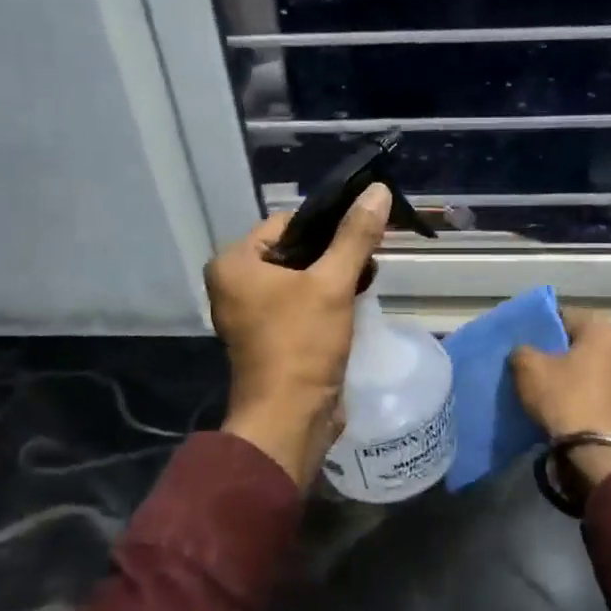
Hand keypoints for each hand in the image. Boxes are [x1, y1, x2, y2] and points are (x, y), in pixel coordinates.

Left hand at [208, 185, 391, 486]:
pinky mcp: (269, 336)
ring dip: (332, 276)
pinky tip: (354, 301)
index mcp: (234, 264)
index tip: (362, 232)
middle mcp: (234, 284)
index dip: (326, 225)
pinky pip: (298, 303)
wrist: (290, 420)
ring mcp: (250, 313)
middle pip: (293, 250)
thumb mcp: (333, 284)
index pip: (286, 223)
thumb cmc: (302, 345)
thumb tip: (377, 190)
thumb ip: (355, 236)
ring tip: (367, 278)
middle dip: (333, 253)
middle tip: (370, 257)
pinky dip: (324, 299)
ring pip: (299, 278)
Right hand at [510, 309, 610, 489]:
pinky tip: (565, 411)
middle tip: (531, 367)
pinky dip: (583, 398)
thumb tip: (526, 353)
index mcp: (603, 331)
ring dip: (571, 378)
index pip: (565, 316)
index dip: (541, 327)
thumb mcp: (529, 369)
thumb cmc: (566, 399)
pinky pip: (599, 393)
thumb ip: (522, 351)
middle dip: (557, 354)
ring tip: (545, 392)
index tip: (524, 342)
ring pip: (591, 370)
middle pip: (581, 344)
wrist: (602, 455)